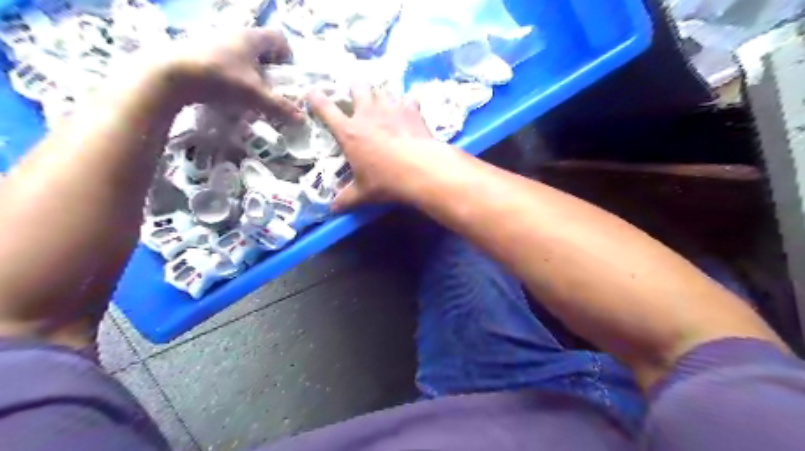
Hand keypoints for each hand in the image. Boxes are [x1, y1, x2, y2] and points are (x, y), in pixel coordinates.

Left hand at [154, 28, 301, 121]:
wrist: (169, 75)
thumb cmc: (220, 78)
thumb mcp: (255, 95)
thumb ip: (280, 107)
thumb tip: (303, 120)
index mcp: (251, 38)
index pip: (278, 38)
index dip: (287, 56)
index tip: (285, 75)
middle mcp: (234, 34)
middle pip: (260, 47)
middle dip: (269, 68)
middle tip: (269, 88)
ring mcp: (213, 40)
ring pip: (241, 54)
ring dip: (250, 72)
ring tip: (248, 93)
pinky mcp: (198, 50)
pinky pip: (224, 60)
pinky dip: (232, 74)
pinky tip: (227, 92)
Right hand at [309, 82, 445, 209]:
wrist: (420, 170)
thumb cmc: (386, 181)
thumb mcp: (363, 193)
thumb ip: (346, 199)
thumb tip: (332, 209)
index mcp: (349, 132)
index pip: (326, 110)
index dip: (317, 100)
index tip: (312, 92)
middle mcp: (368, 114)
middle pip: (357, 87)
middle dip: (355, 88)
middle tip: (357, 94)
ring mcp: (391, 108)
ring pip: (383, 91)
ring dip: (381, 96)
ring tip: (384, 104)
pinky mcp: (412, 110)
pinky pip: (409, 98)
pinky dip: (408, 102)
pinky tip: (410, 109)